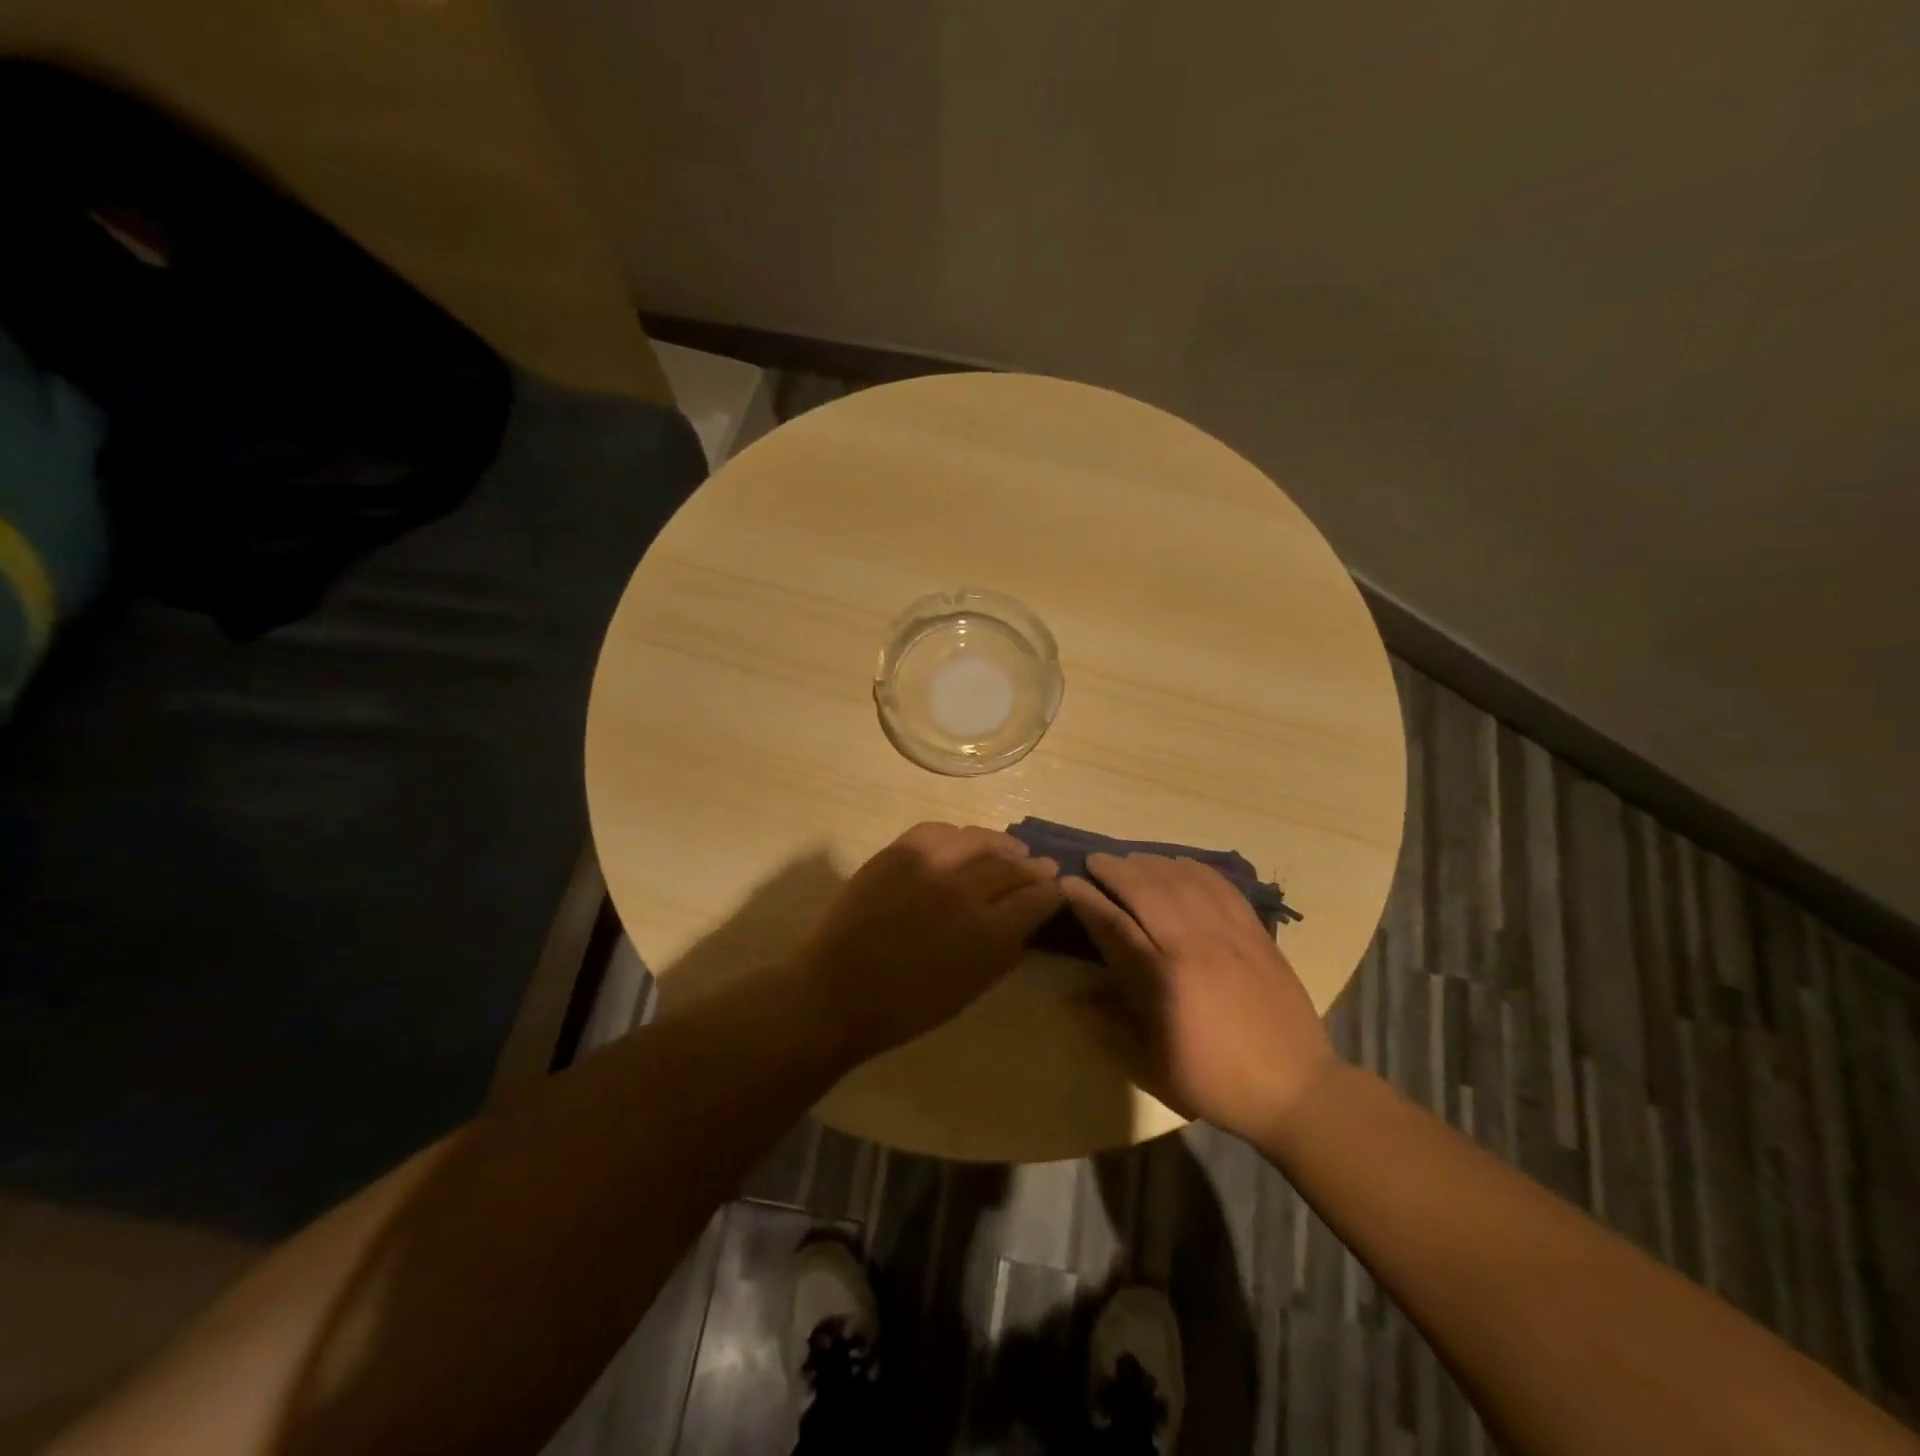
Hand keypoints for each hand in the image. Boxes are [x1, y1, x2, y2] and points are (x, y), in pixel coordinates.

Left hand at [797, 822, 1061, 1065]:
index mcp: (988, 934)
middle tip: (1041, 866)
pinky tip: (963, 842)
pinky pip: (939, 831)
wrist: (837, 990)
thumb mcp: (971, 988)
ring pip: (979, 840)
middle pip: (1012, 865)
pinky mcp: (898, 852)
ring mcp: (929, 865)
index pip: (1037, 898)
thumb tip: (1024, 919)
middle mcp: (964, 891)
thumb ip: (1004, 949)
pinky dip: (958, 836)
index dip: (1052, 892)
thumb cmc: (907, 1006)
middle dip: (1032, 866)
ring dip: (1001, 845)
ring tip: (1009, 849)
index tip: (1056, 889)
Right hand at [1061, 853, 1335, 1144]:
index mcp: (1164, 980)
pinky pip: (1222, 886)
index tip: (1068, 882)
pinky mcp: (1256, 933)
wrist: (1295, 1089)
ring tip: (1131, 860)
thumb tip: (1069, 994)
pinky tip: (1179, 863)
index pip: (1115, 924)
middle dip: (1115, 869)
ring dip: (1151, 863)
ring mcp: (1229, 935)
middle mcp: (1195, 946)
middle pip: (1147, 889)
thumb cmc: (1213, 1080)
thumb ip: (1107, 1022)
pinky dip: (1195, 868)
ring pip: (1183, 880)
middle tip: (1095, 861)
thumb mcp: (1150, 1063)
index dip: (1087, 899)